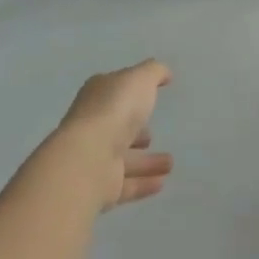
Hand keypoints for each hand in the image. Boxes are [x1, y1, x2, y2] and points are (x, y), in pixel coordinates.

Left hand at [53, 60, 173, 211]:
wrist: (88, 159)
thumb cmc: (115, 110)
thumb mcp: (140, 78)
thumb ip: (154, 72)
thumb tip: (165, 73)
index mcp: (98, 96)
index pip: (115, 92)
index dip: (131, 93)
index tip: (150, 97)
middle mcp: (93, 126)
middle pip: (117, 128)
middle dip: (135, 132)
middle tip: (152, 136)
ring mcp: (95, 158)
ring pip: (124, 159)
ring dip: (146, 161)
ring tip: (170, 163)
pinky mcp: (101, 187)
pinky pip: (126, 184)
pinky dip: (143, 182)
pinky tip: (163, 182)